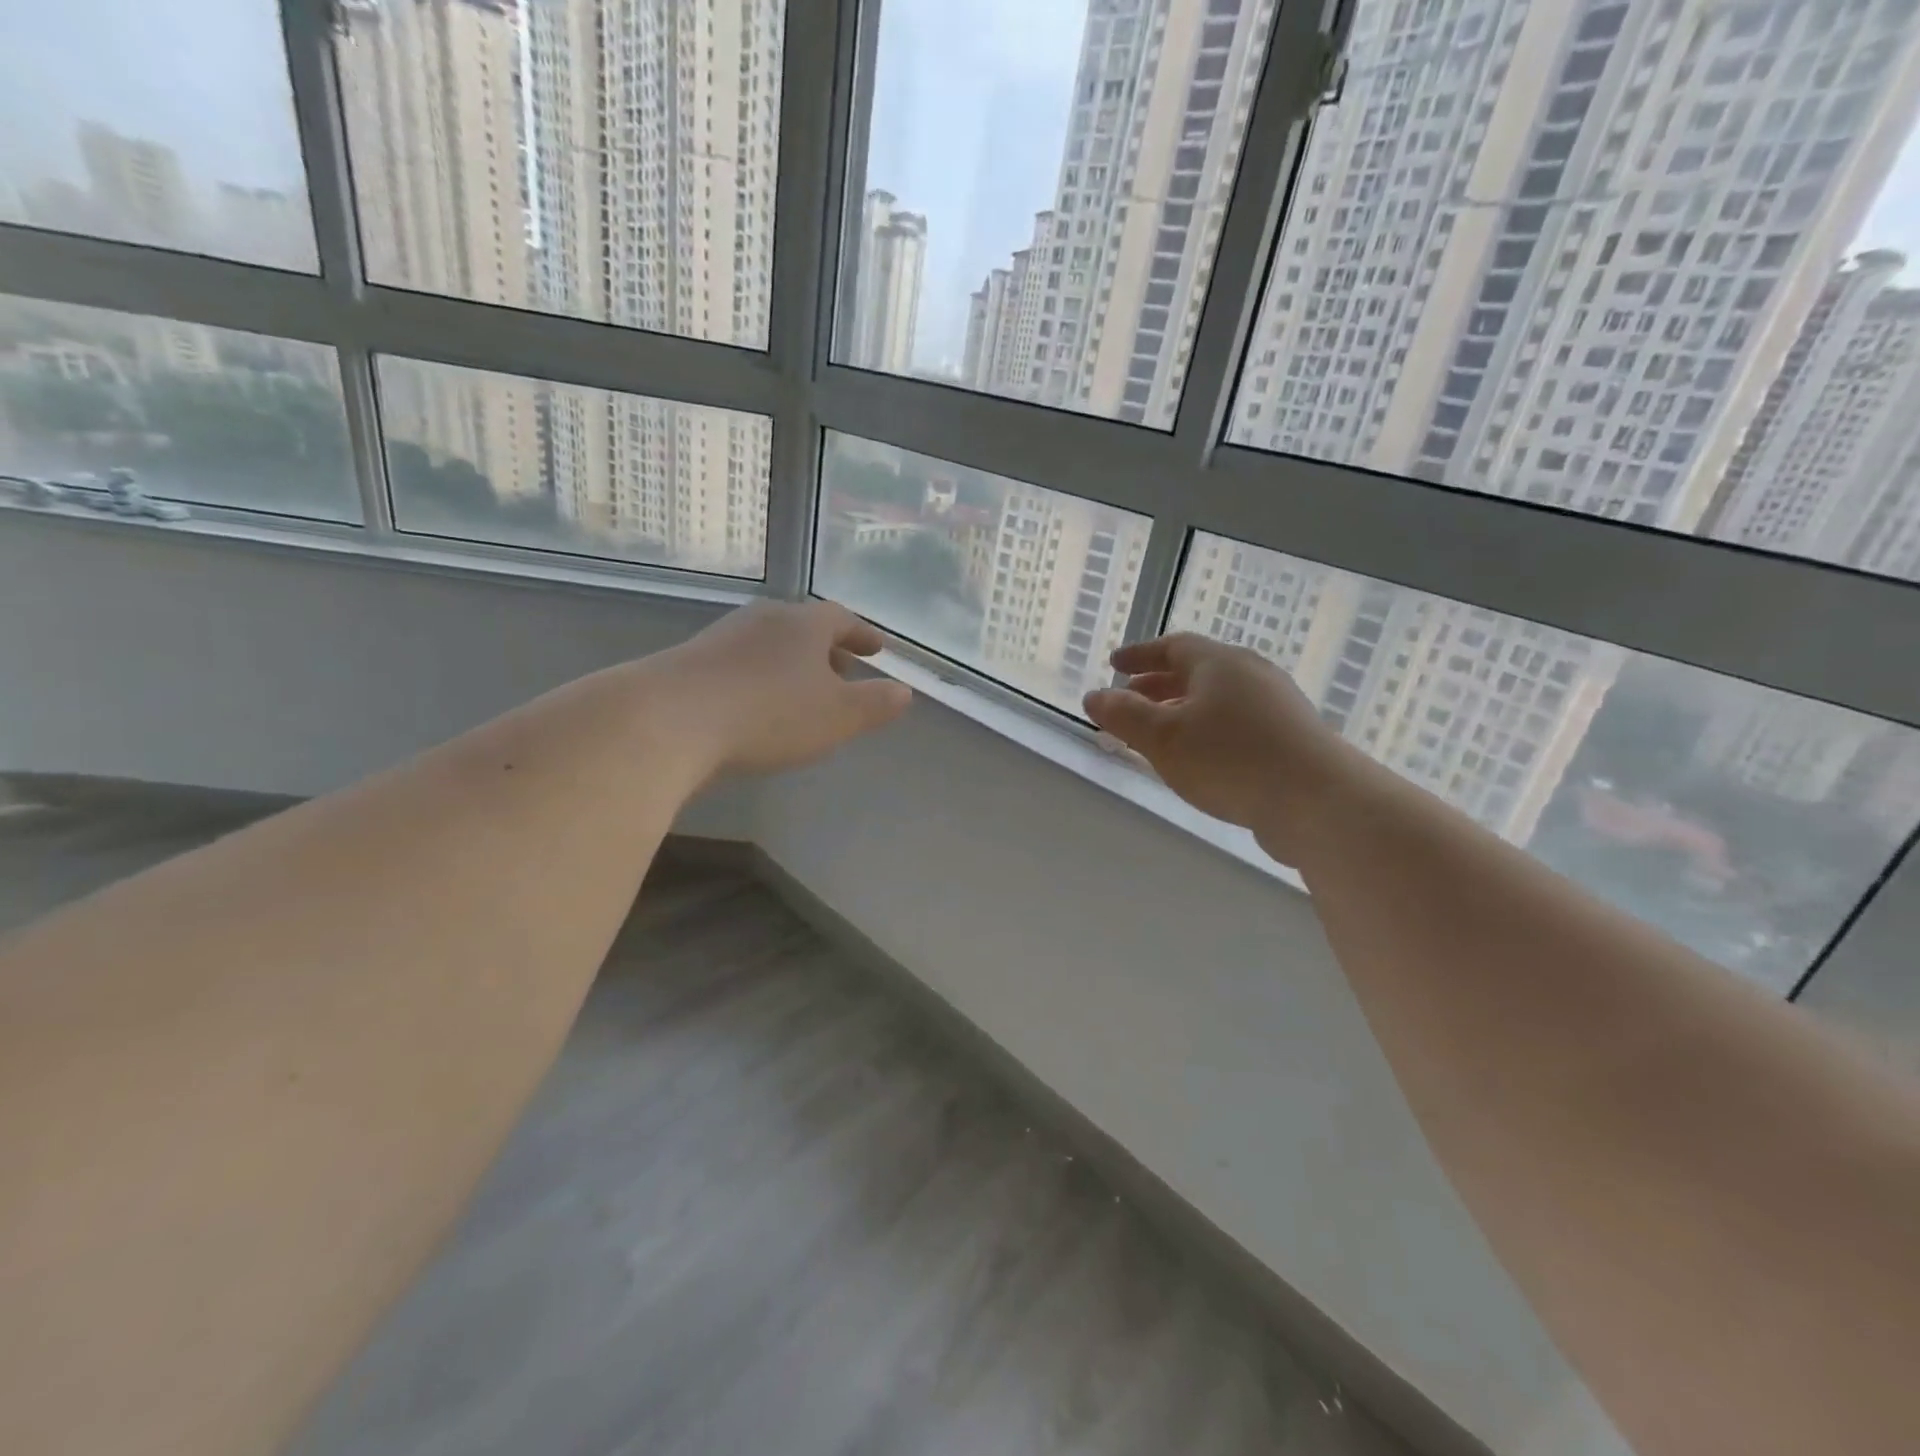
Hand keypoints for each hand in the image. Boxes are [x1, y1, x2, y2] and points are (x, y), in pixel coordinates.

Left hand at [654, 600, 912, 776]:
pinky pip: (740, 664)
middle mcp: (763, 620)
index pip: (841, 619)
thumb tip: (904, 691)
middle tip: (844, 669)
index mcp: (803, 624)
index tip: (877, 648)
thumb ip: (874, 704)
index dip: (862, 634)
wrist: (669, 720)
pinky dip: (760, 678)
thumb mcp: (837, 716)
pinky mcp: (690, 662)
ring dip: (792, 665)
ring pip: (770, 645)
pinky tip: (756, 706)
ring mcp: (722, 638)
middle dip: (828, 650)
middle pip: (804, 629)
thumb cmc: (769, 714)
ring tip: (802, 691)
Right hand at [1084, 633, 1366, 864]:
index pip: (1173, 646)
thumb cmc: (1230, 759)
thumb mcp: (1163, 737)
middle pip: (1197, 671)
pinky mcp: (1291, 739)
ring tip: (1158, 735)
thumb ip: (1123, 715)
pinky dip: (1207, 731)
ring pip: (1217, 700)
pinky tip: (1199, 760)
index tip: (1115, 664)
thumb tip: (1094, 696)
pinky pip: (1236, 724)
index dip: (1140, 655)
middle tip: (1130, 701)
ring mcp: (1277, 707)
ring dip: (1182, 711)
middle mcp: (1251, 675)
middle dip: (1158, 685)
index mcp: (1220, 663)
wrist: (1318, 802)